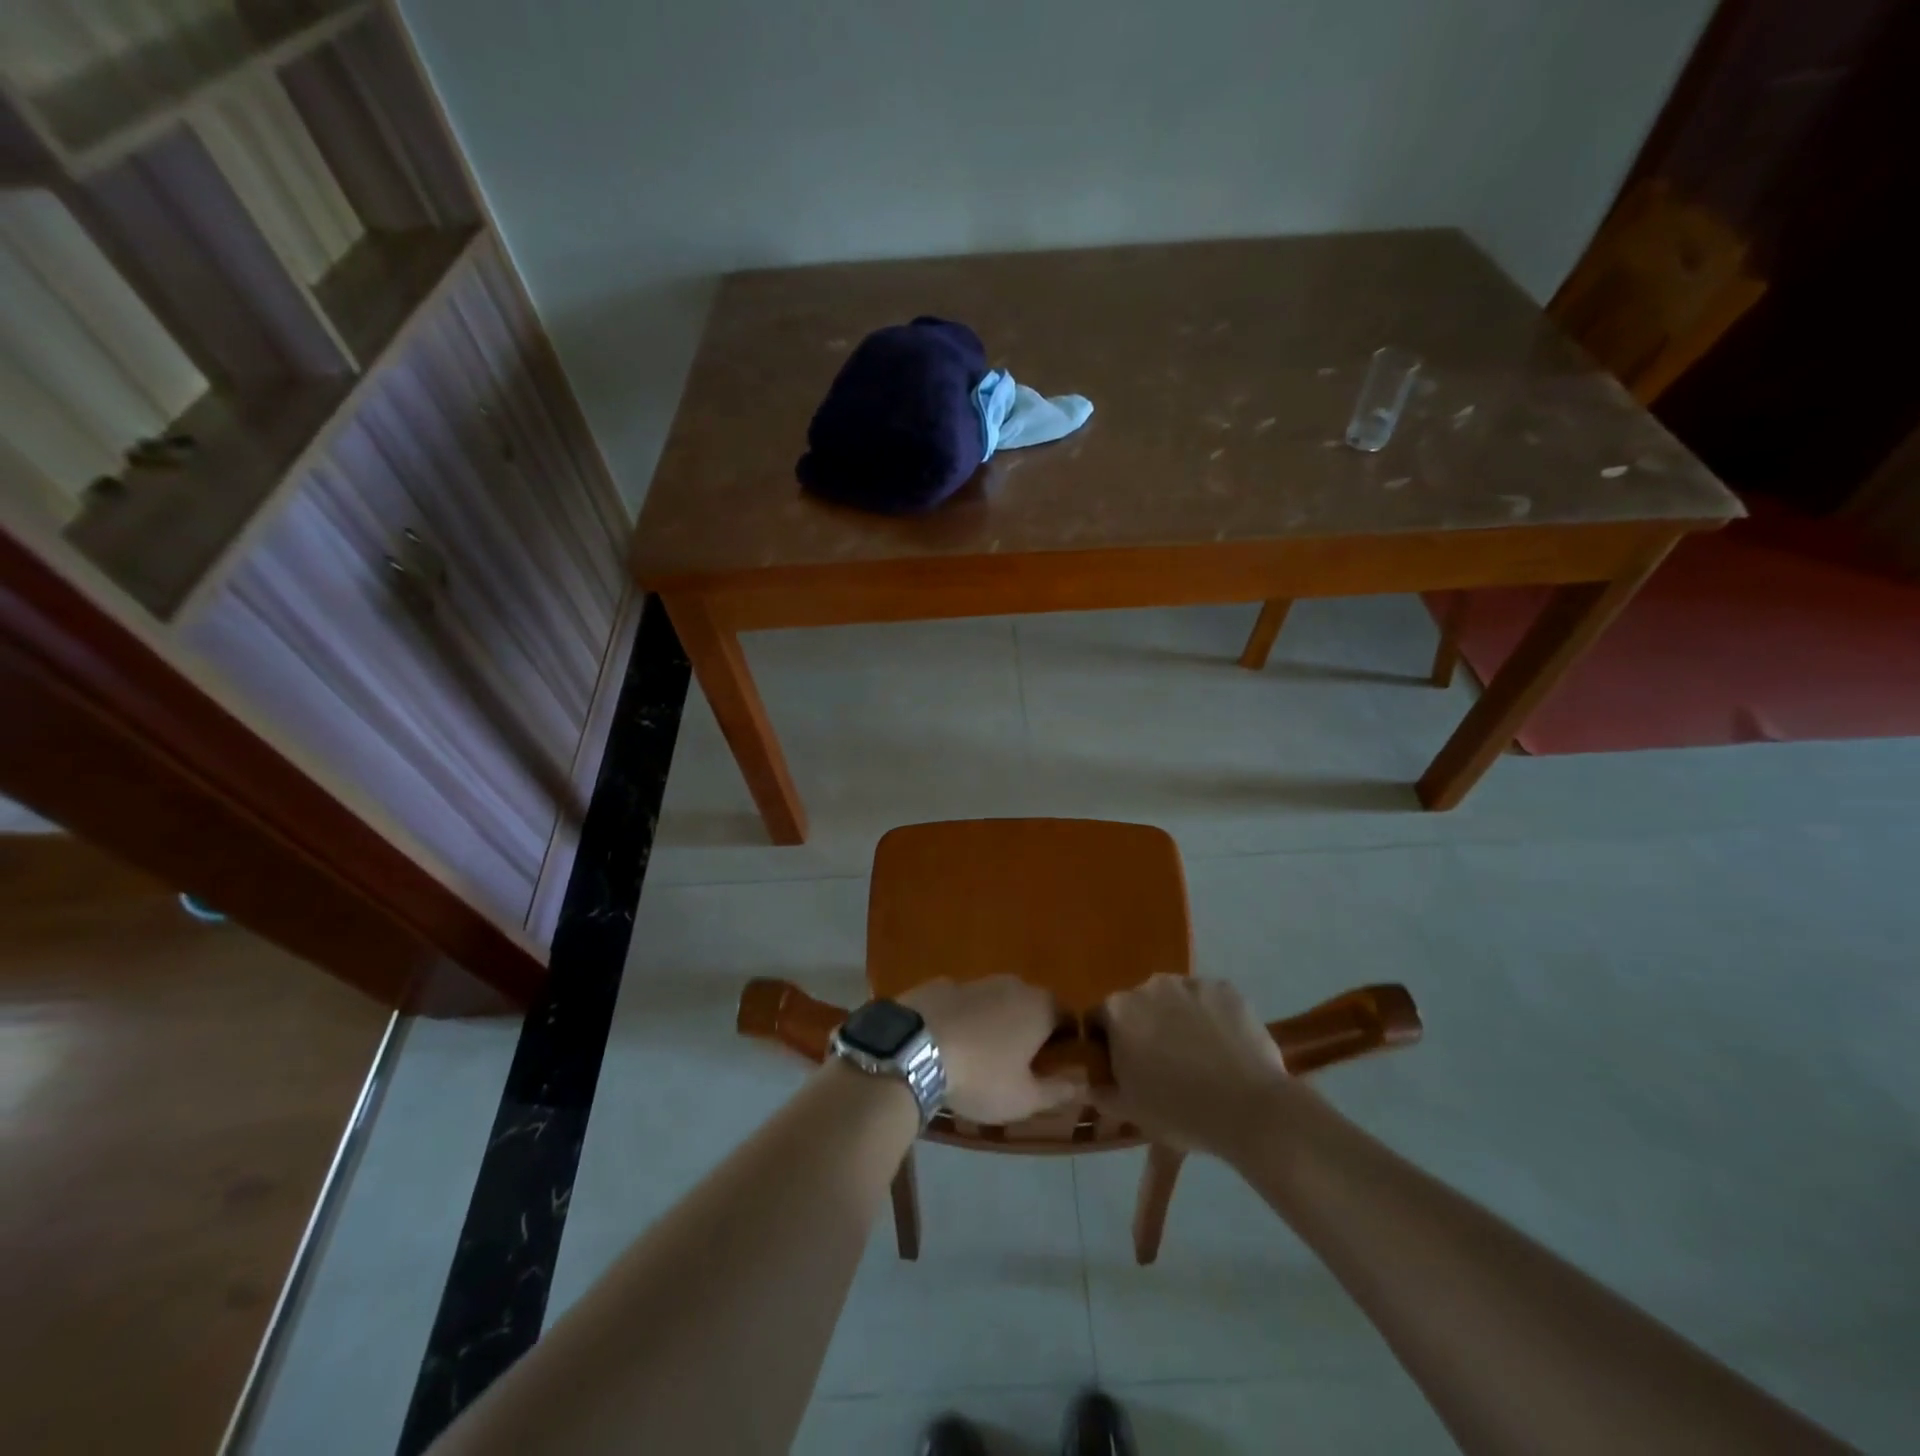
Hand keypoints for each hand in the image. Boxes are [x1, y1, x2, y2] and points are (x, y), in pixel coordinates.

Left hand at [902, 977, 1084, 1123]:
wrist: (914, 1048)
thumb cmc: (981, 1076)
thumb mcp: (1024, 1098)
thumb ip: (1057, 1090)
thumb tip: (1081, 1084)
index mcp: (1040, 1007)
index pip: (1068, 1016)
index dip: (1067, 1040)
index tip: (1057, 1064)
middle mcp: (1012, 984)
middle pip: (1032, 1004)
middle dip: (1031, 1028)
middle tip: (1021, 1062)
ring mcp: (975, 980)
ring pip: (996, 999)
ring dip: (996, 1020)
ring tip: (983, 1053)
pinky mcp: (941, 984)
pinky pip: (964, 1002)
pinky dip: (965, 1017)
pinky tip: (950, 1041)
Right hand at [1095, 975, 1295, 1159]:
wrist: (1250, 1108)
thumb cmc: (1179, 1111)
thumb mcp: (1130, 1112)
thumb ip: (1102, 1093)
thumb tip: (1092, 1083)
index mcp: (1118, 1011)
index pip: (1098, 1020)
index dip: (1106, 1045)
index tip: (1122, 1069)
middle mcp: (1149, 985)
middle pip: (1137, 1006)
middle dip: (1143, 1029)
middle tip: (1162, 1066)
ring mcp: (1190, 983)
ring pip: (1174, 1000)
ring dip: (1176, 1020)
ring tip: (1197, 1057)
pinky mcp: (1225, 988)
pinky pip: (1208, 1001)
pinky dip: (1210, 1017)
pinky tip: (1223, 1048)